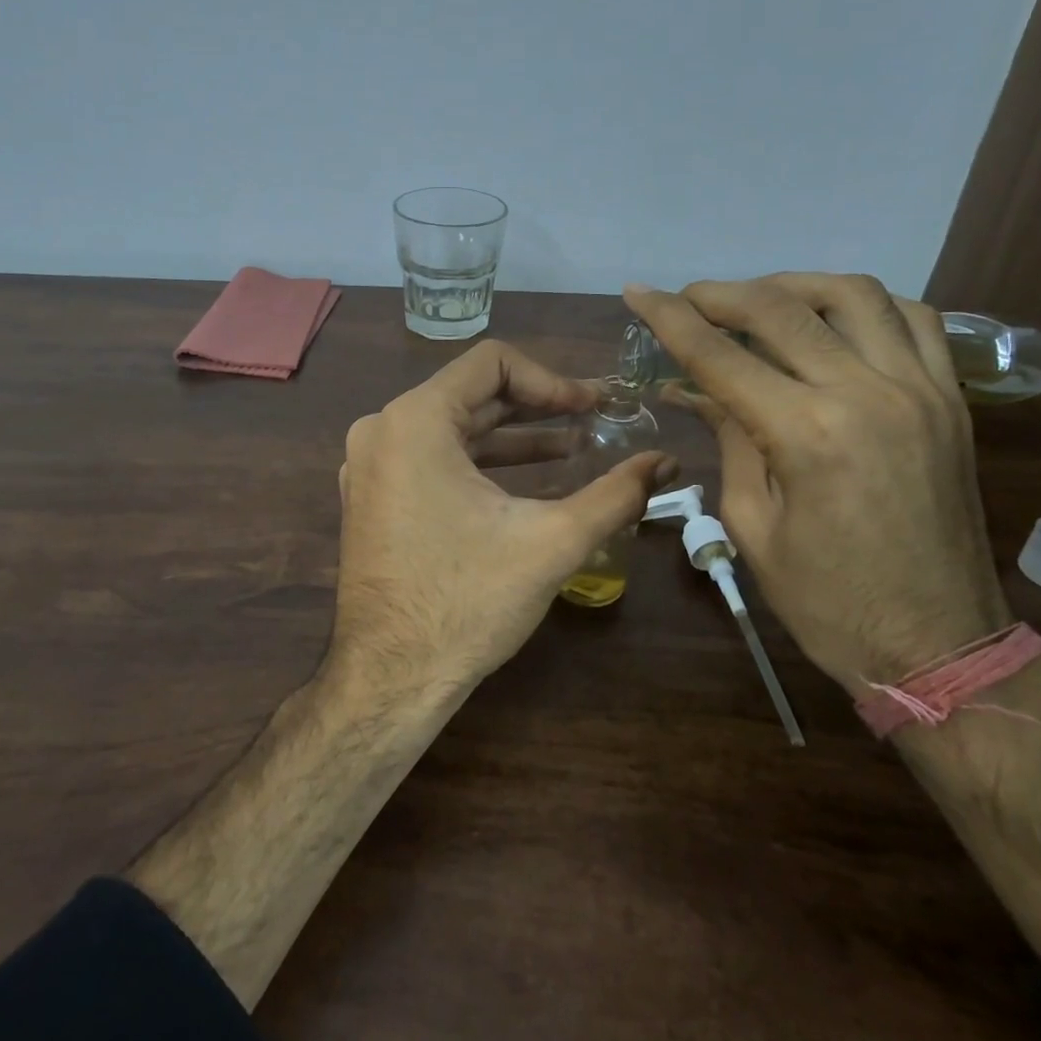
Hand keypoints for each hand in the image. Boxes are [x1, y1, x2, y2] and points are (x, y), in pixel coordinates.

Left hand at [332, 341, 674, 699]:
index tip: (595, 407)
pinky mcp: (373, 496)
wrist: (391, 678)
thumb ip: (616, 494)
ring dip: (513, 436)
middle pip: (472, 393)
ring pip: (453, 427)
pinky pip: (432, 458)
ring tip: (574, 447)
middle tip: (596, 420)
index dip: (552, 379)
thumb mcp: (552, 541)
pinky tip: (528, 479)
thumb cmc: (467, 601)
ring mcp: (371, 465)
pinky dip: (480, 462)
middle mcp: (382, 430)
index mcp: (414, 420)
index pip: (492, 362)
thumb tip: (669, 462)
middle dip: (539, 406)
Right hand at [625, 274, 1008, 690]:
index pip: (720, 355)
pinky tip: (832, 318)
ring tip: (757, 301)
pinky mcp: (951, 399)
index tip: (638, 292)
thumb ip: (729, 441)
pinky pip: (914, 319)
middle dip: (721, 294)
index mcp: (807, 434)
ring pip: (853, 295)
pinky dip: (863, 304)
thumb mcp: (753, 526)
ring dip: (793, 285)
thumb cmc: (828, 601)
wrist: (939, 644)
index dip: (670, 318)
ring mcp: (920, 389)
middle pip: (781, 309)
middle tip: (687, 299)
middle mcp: (867, 393)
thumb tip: (696, 390)